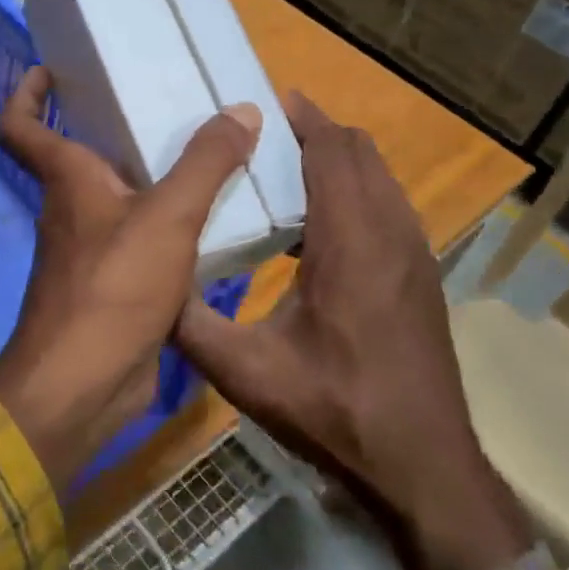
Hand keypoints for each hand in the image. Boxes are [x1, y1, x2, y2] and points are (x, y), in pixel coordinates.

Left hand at [0, 67, 261, 491]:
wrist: (84, 384)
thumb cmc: (113, 287)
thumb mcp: (168, 216)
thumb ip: (206, 163)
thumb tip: (241, 110)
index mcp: (68, 180)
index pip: (23, 126)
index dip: (27, 94)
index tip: (50, 69)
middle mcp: (72, 210)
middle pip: (80, 155)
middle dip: (112, 127)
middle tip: (164, 101)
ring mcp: (91, 251)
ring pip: (118, 199)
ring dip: (150, 177)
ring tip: (203, 153)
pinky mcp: (114, 287)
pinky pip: (142, 239)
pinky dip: (168, 225)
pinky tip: (211, 219)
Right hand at [176, 91, 531, 569]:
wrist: (422, 467)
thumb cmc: (334, 411)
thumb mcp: (245, 372)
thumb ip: (189, 323)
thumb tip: (146, 283)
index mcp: (351, 242)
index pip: (332, 151)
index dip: (303, 119)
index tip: (265, 102)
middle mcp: (391, 234)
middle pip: (360, 153)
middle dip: (317, 132)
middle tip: (265, 135)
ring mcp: (415, 255)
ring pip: (380, 179)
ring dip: (339, 162)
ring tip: (286, 171)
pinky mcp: (422, 278)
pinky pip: (389, 208)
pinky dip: (356, 193)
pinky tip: (318, 229)